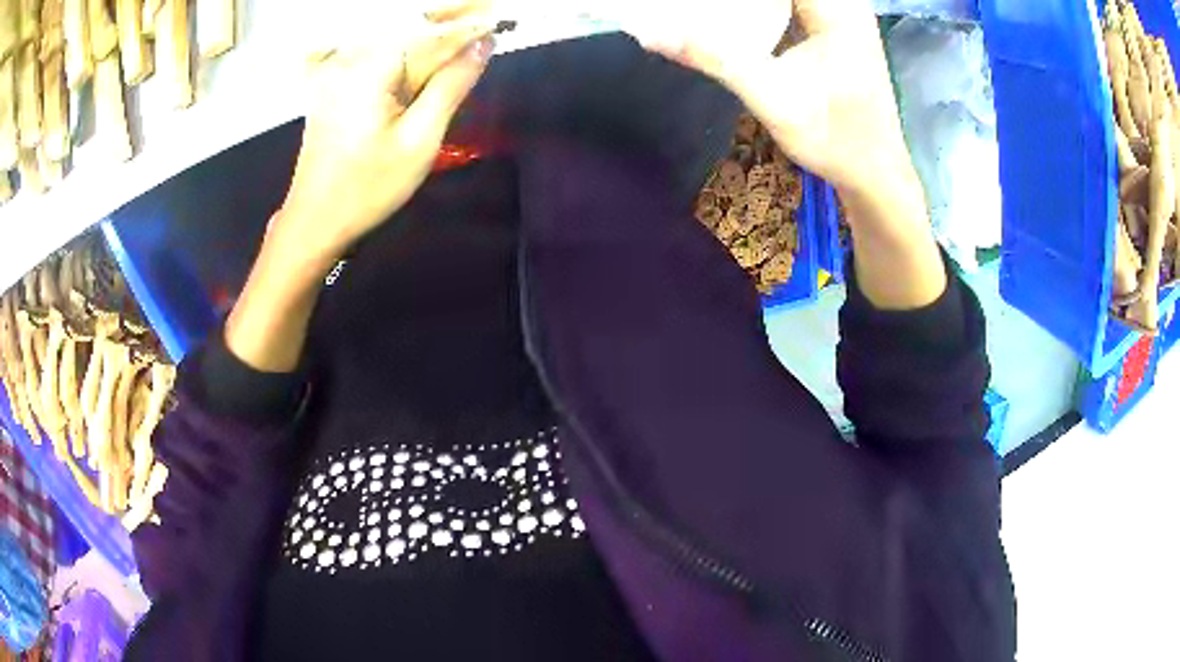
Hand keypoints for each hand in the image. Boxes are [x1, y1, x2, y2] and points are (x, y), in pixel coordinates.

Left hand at [225, 11, 494, 373]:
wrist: (314, 221)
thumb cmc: (367, 188)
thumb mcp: (420, 139)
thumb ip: (452, 85)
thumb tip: (482, 46)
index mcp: (371, 66)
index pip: (431, 31)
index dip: (469, 23)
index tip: (500, 17)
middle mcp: (351, 57)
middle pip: (410, 26)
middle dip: (449, 19)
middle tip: (488, 17)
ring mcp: (338, 70)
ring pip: (395, 39)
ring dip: (430, 32)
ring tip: (468, 29)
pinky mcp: (334, 84)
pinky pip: (378, 55)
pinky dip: (407, 49)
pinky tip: (428, 53)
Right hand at [633, 0, 945, 309]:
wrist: (874, 173)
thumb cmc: (834, 137)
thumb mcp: (770, 96)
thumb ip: (713, 57)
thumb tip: (649, 33)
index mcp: (836, 7)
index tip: (697, 6)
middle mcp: (844, 3)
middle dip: (739, 2)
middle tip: (693, 9)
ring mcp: (843, 15)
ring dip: (748, 6)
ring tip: (707, 14)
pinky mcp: (836, 29)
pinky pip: (792, 6)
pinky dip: (762, 9)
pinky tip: (735, 20)